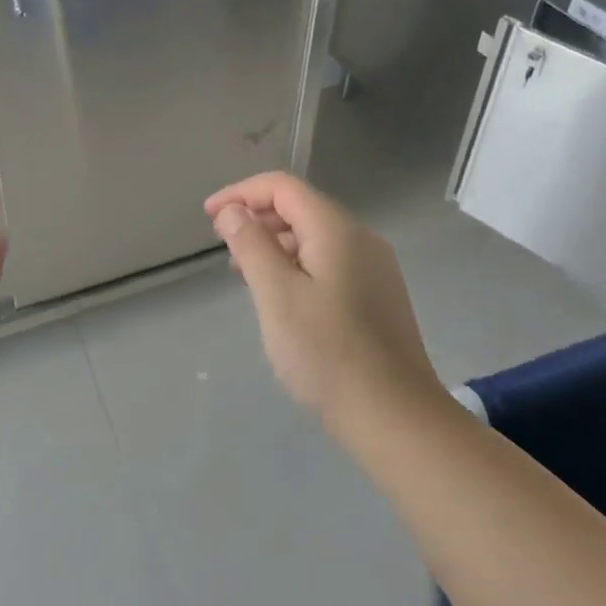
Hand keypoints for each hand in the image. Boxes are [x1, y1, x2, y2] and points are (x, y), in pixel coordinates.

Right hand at [204, 172, 437, 433]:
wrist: (395, 417)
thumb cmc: (327, 353)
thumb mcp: (277, 296)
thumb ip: (252, 245)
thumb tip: (233, 211)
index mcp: (336, 229)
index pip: (283, 187)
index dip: (242, 193)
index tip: (209, 217)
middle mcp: (361, 238)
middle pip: (302, 207)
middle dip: (258, 217)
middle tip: (223, 246)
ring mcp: (375, 268)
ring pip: (316, 237)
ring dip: (276, 243)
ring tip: (245, 273)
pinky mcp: (379, 296)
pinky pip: (330, 262)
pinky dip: (298, 264)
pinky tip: (283, 296)